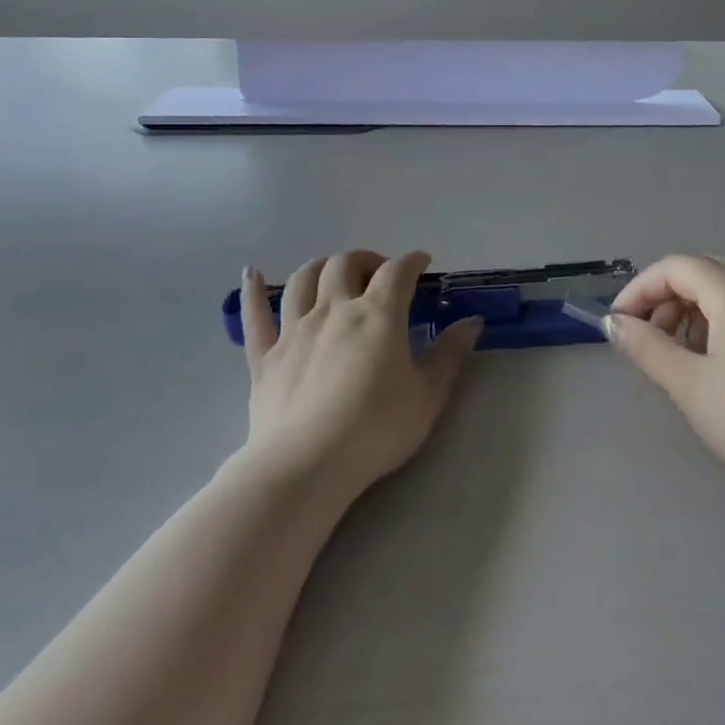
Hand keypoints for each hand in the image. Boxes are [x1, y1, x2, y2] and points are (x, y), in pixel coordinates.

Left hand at [240, 250, 482, 502]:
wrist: (306, 465)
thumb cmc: (375, 430)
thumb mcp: (427, 397)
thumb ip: (450, 355)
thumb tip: (472, 322)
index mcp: (377, 315)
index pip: (398, 271)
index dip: (412, 260)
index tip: (422, 263)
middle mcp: (334, 309)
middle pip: (346, 263)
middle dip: (366, 259)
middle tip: (379, 274)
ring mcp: (294, 329)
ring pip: (303, 278)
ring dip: (321, 266)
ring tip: (332, 274)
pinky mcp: (264, 355)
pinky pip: (255, 314)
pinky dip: (253, 290)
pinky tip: (252, 273)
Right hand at [605, 255, 724, 498]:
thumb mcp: (689, 384)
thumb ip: (646, 346)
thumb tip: (615, 323)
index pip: (675, 267)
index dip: (640, 289)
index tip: (619, 323)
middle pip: (703, 272)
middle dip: (666, 298)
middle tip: (647, 338)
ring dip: (695, 309)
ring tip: (681, 353)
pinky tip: (720, 357)